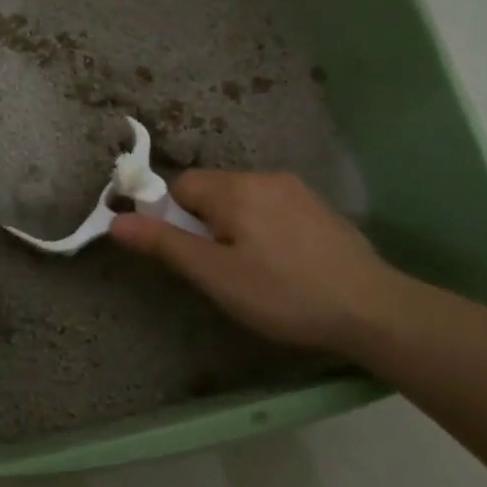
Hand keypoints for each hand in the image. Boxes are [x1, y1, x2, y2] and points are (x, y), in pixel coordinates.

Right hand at [108, 170, 398, 357]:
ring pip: (243, 202)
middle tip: (218, 270)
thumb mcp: (215, 275)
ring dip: (233, 228)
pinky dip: (262, 230)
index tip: (185, 253)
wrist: (370, 309)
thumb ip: (164, 244)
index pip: (181, 185)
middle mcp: (265, 177)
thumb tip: (116, 220)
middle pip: (212, 191)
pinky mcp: (319, 209)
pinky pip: (272, 209)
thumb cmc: (282, 294)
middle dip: (204, 224)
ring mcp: (297, 190)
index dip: (171, 217)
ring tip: (251, 272)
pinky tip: (281, 265)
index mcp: (236, 188)